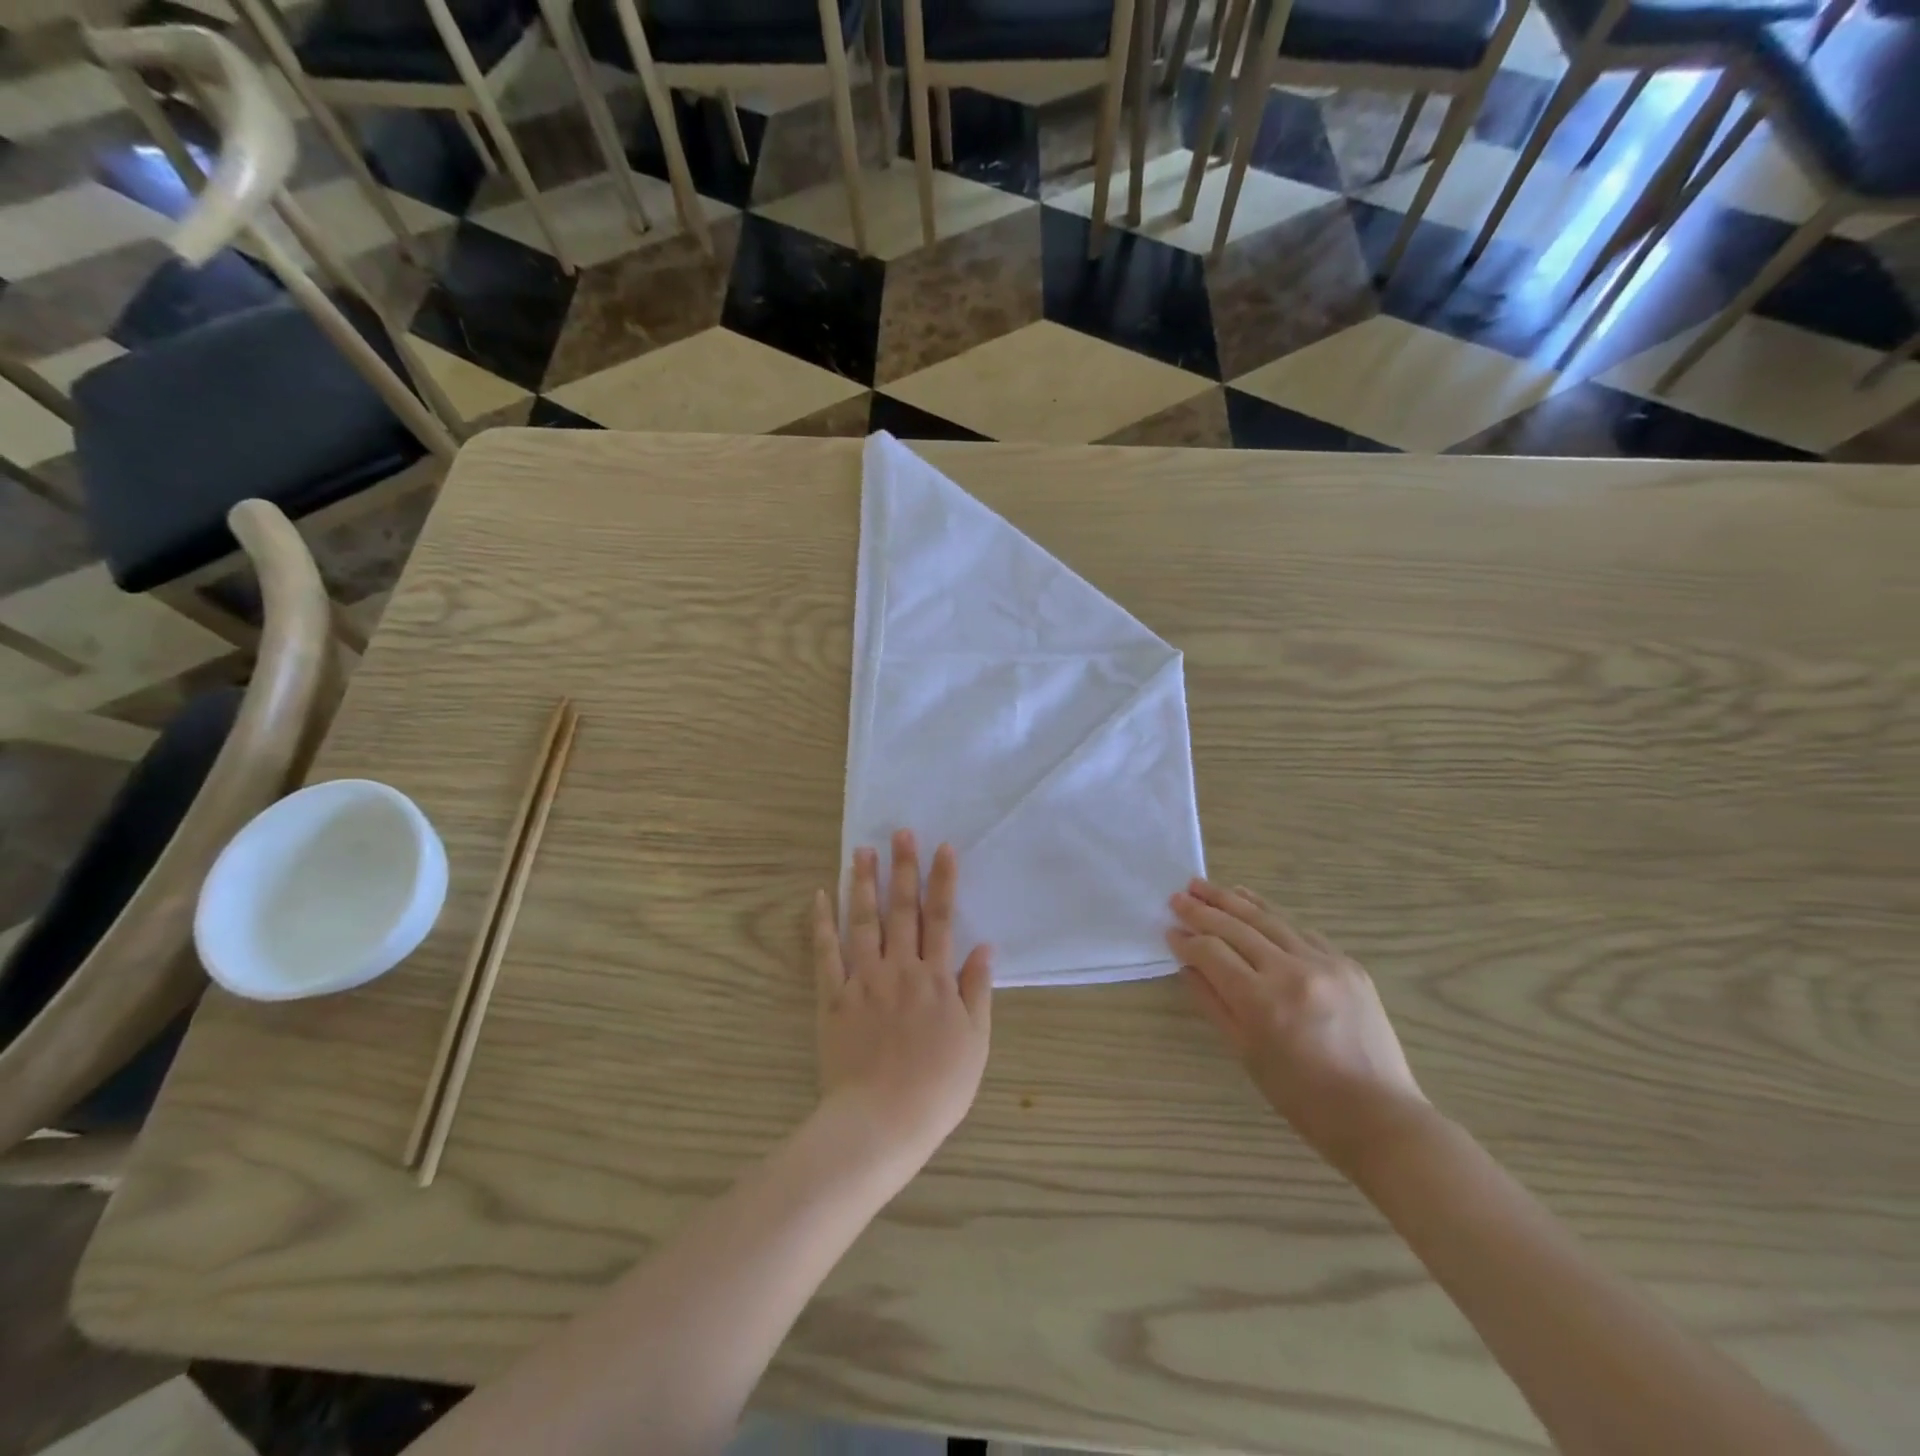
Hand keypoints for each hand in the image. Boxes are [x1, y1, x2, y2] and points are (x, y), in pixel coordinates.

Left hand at [811, 831, 991, 1169]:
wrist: (882, 1121)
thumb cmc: (937, 1087)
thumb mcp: (975, 1042)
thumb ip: (977, 990)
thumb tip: (984, 947)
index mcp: (935, 978)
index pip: (941, 918)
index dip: (943, 880)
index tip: (943, 847)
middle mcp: (899, 968)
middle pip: (902, 910)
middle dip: (903, 868)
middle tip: (900, 832)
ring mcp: (863, 980)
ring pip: (862, 921)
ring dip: (862, 883)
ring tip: (861, 851)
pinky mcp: (833, 998)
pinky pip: (825, 954)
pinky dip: (821, 924)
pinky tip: (819, 897)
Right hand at [1169, 880, 1428, 1177]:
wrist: (1378, 1115)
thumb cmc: (1302, 1097)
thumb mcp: (1246, 1053)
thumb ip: (1213, 1003)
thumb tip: (1187, 965)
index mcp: (1262, 1001)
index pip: (1212, 953)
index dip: (1187, 940)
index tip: (1169, 930)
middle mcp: (1292, 971)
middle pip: (1237, 928)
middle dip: (1203, 910)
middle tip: (1178, 896)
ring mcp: (1324, 963)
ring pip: (1268, 919)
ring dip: (1233, 900)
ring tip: (1206, 886)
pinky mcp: (1347, 964)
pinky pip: (1300, 930)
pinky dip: (1271, 915)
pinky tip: (1252, 905)